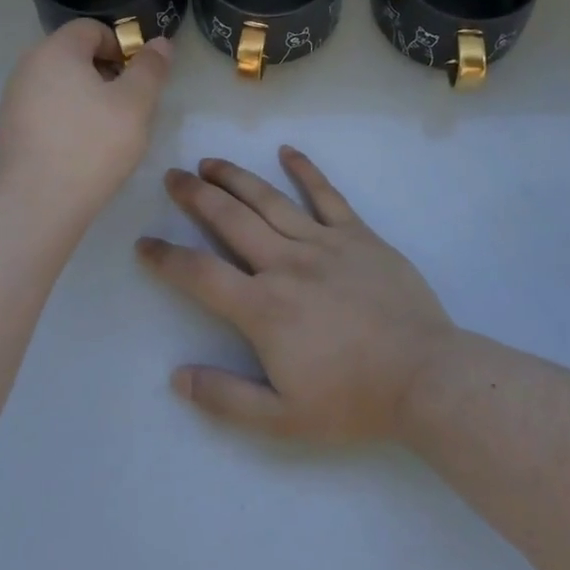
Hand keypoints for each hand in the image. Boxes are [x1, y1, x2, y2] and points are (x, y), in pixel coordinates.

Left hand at [0, 20, 172, 224]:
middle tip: (127, 105)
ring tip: (106, 130)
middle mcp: (27, 66)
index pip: (91, 29)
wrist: (38, 204)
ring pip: (60, 83)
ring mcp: (13, 98)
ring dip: (87, 96)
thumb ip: (151, 68)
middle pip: (74, 54)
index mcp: (55, 50)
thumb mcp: (136, 103)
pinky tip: (80, 147)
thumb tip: (160, 43)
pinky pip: (45, 108)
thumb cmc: (92, 145)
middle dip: (105, 72)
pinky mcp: (9, 129)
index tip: (137, 79)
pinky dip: (66, 117)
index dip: (121, 46)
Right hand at [138, 147, 456, 444]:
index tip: (144, 243)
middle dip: (195, 196)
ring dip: (235, 177)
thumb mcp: (283, 419)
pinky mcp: (358, 235)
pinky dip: (306, 170)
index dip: (166, 257)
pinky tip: (287, 151)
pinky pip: (327, 195)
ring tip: (209, 162)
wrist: (425, 377)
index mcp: (263, 307)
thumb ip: (226, 398)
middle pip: (230, 220)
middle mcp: (286, 264)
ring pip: (269, 199)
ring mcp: (324, 243)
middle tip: (172, 176)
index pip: (200, 273)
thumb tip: (177, 377)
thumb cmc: (353, 400)